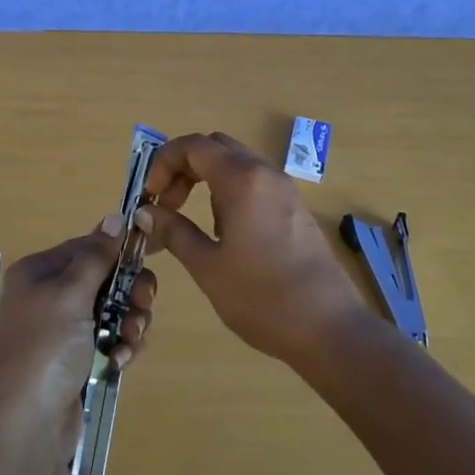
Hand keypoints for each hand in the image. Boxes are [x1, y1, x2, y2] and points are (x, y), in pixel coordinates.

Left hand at [0, 216, 156, 453]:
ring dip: (129, 322)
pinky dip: (121, 347)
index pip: (88, 247)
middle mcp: (51, 297)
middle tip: (143, 305)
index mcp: (40, 272)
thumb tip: (116, 216)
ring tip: (129, 340)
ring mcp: (64, 333)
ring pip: (114, 311)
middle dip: (130, 291)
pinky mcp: (78, 363)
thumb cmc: (44, 347)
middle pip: (106, 279)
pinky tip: (120, 361)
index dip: (118, 251)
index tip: (150, 256)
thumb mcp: (70, 292)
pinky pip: (111, 342)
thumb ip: (97, 255)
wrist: (23, 426)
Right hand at [137, 131, 367, 367]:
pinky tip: (224, 231)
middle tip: (166, 204)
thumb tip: (146, 213)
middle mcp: (265, 173)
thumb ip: (173, 231)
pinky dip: (229, 190)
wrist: (329, 328)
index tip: (150, 197)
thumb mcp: (207, 267)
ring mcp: (284, 188)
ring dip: (206, 179)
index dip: (163, 163)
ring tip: (190, 221)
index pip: (193, 146)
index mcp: (242, 180)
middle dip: (183, 168)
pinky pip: (254, 181)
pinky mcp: (295, 207)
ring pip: (236, 162)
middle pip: (215, 147)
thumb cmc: (261, 297)